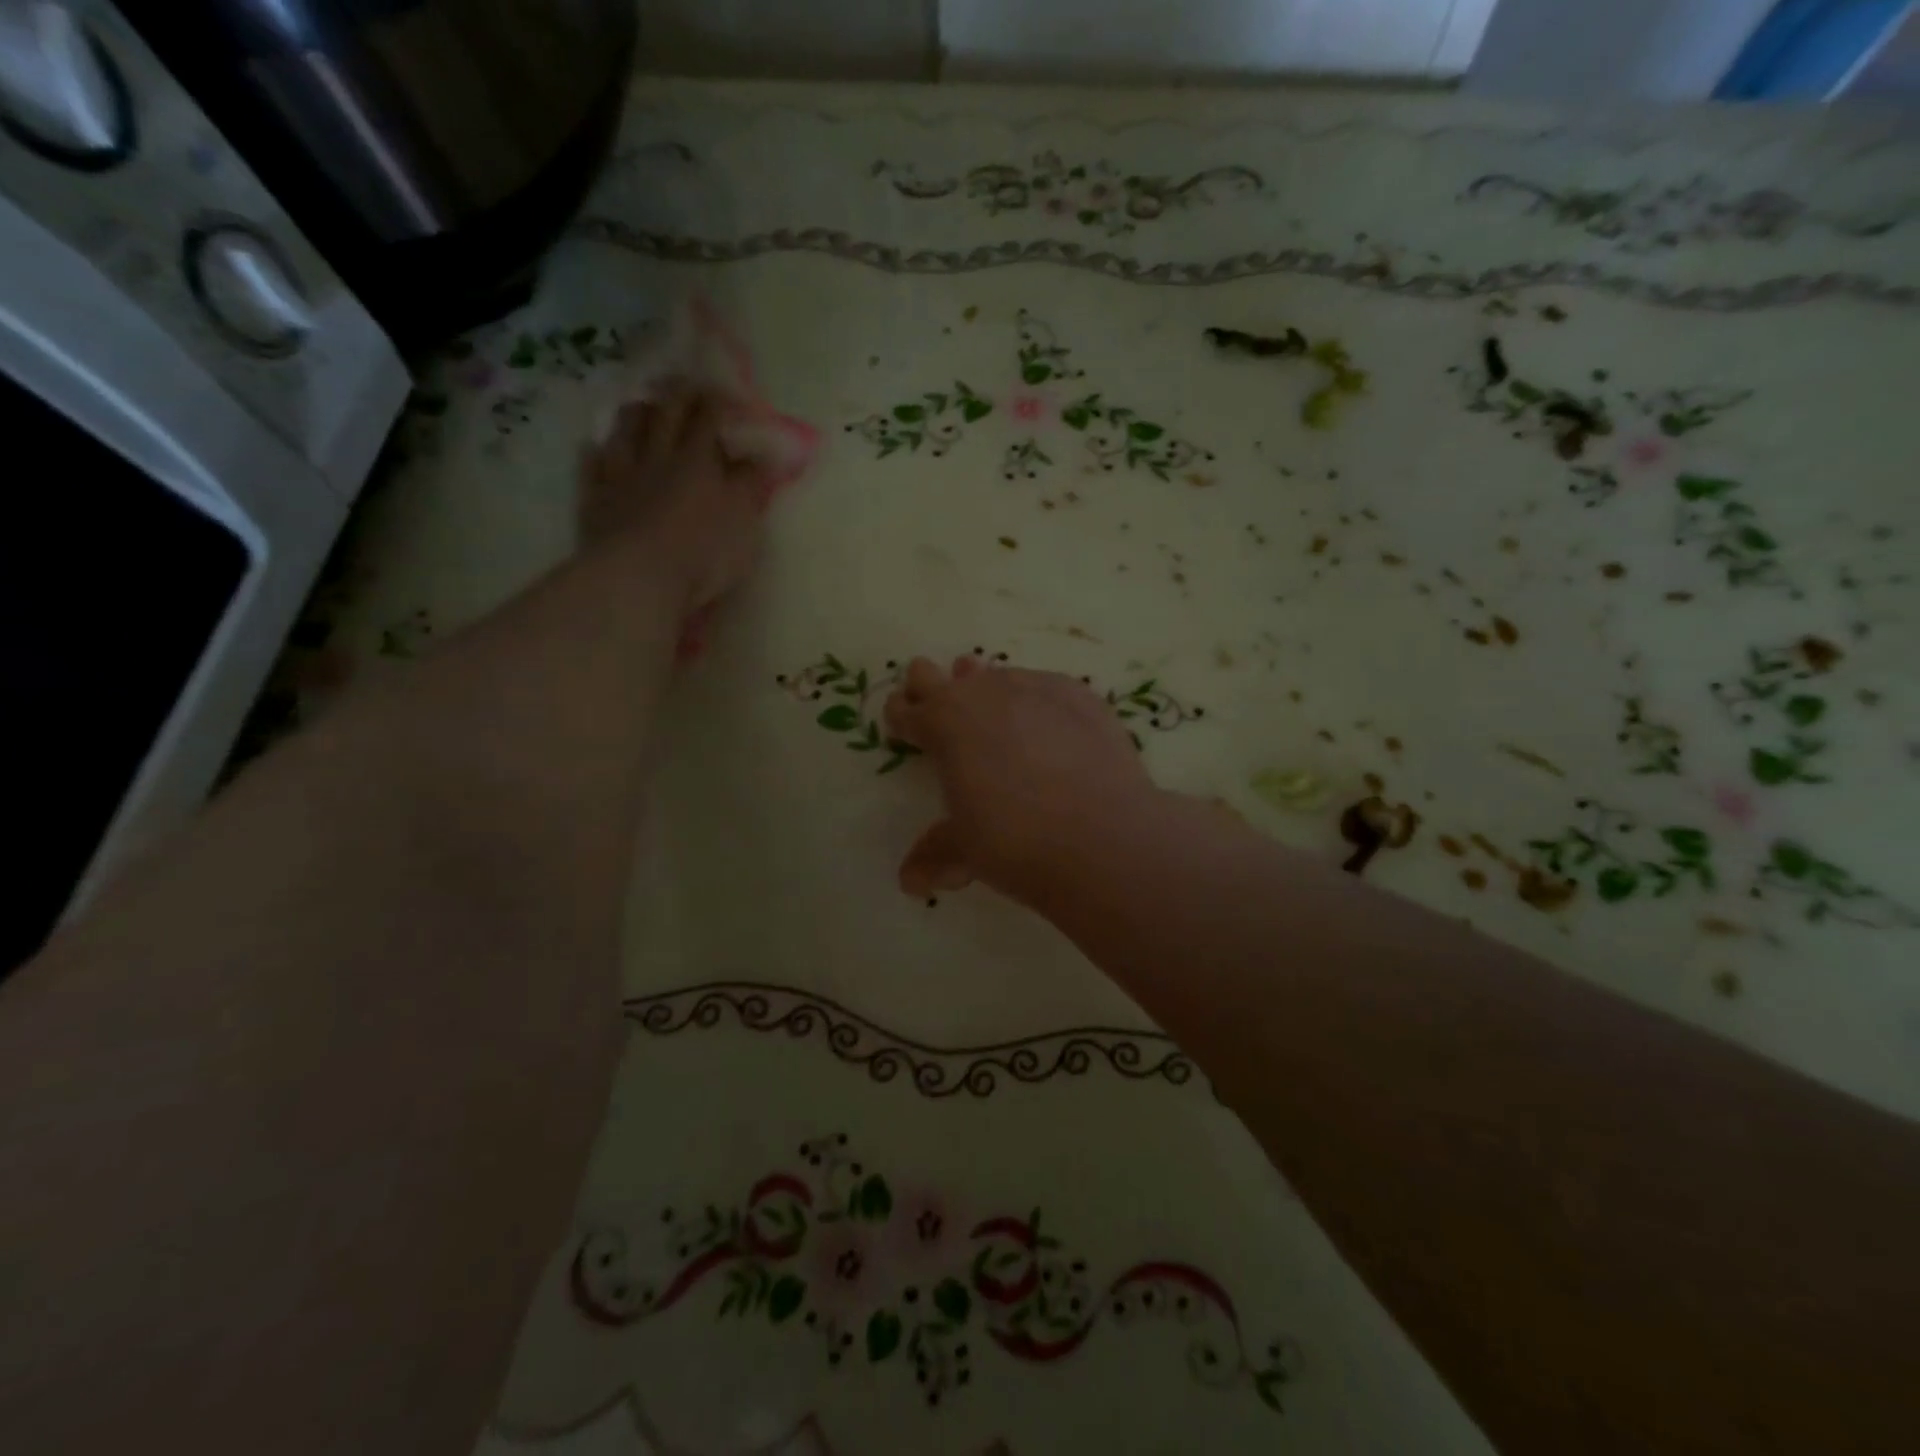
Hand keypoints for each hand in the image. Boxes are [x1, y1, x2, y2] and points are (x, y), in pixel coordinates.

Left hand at [578, 383, 775, 614]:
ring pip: (626, 428)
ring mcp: (621, 474)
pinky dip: (595, 451)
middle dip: (679, 394)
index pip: (709, 416)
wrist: (638, 578)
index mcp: (699, 460)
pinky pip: (590, 464)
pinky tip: (595, 447)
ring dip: (638, 412)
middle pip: (666, 412)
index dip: (719, 401)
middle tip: (688, 386)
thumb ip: (751, 487)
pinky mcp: (595, 498)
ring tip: (646, 408)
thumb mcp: (744, 522)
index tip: (729, 397)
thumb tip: (761, 459)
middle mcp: (658, 455)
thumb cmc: (703, 553)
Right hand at [883, 656, 1160, 904]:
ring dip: (988, 694)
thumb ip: (936, 854)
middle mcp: (982, 693)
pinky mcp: (1079, 695)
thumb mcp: (965, 850)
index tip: (905, 726)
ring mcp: (1033, 687)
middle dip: (931, 690)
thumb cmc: (1014, 841)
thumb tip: (911, 881)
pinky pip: (1046, 689)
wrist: (1102, 836)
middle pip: (935, 674)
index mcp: (942, 724)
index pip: (905, 709)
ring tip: (1001, 723)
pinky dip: (1041, 707)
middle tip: (941, 715)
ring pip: (995, 675)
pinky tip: (1056, 735)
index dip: (901, 717)